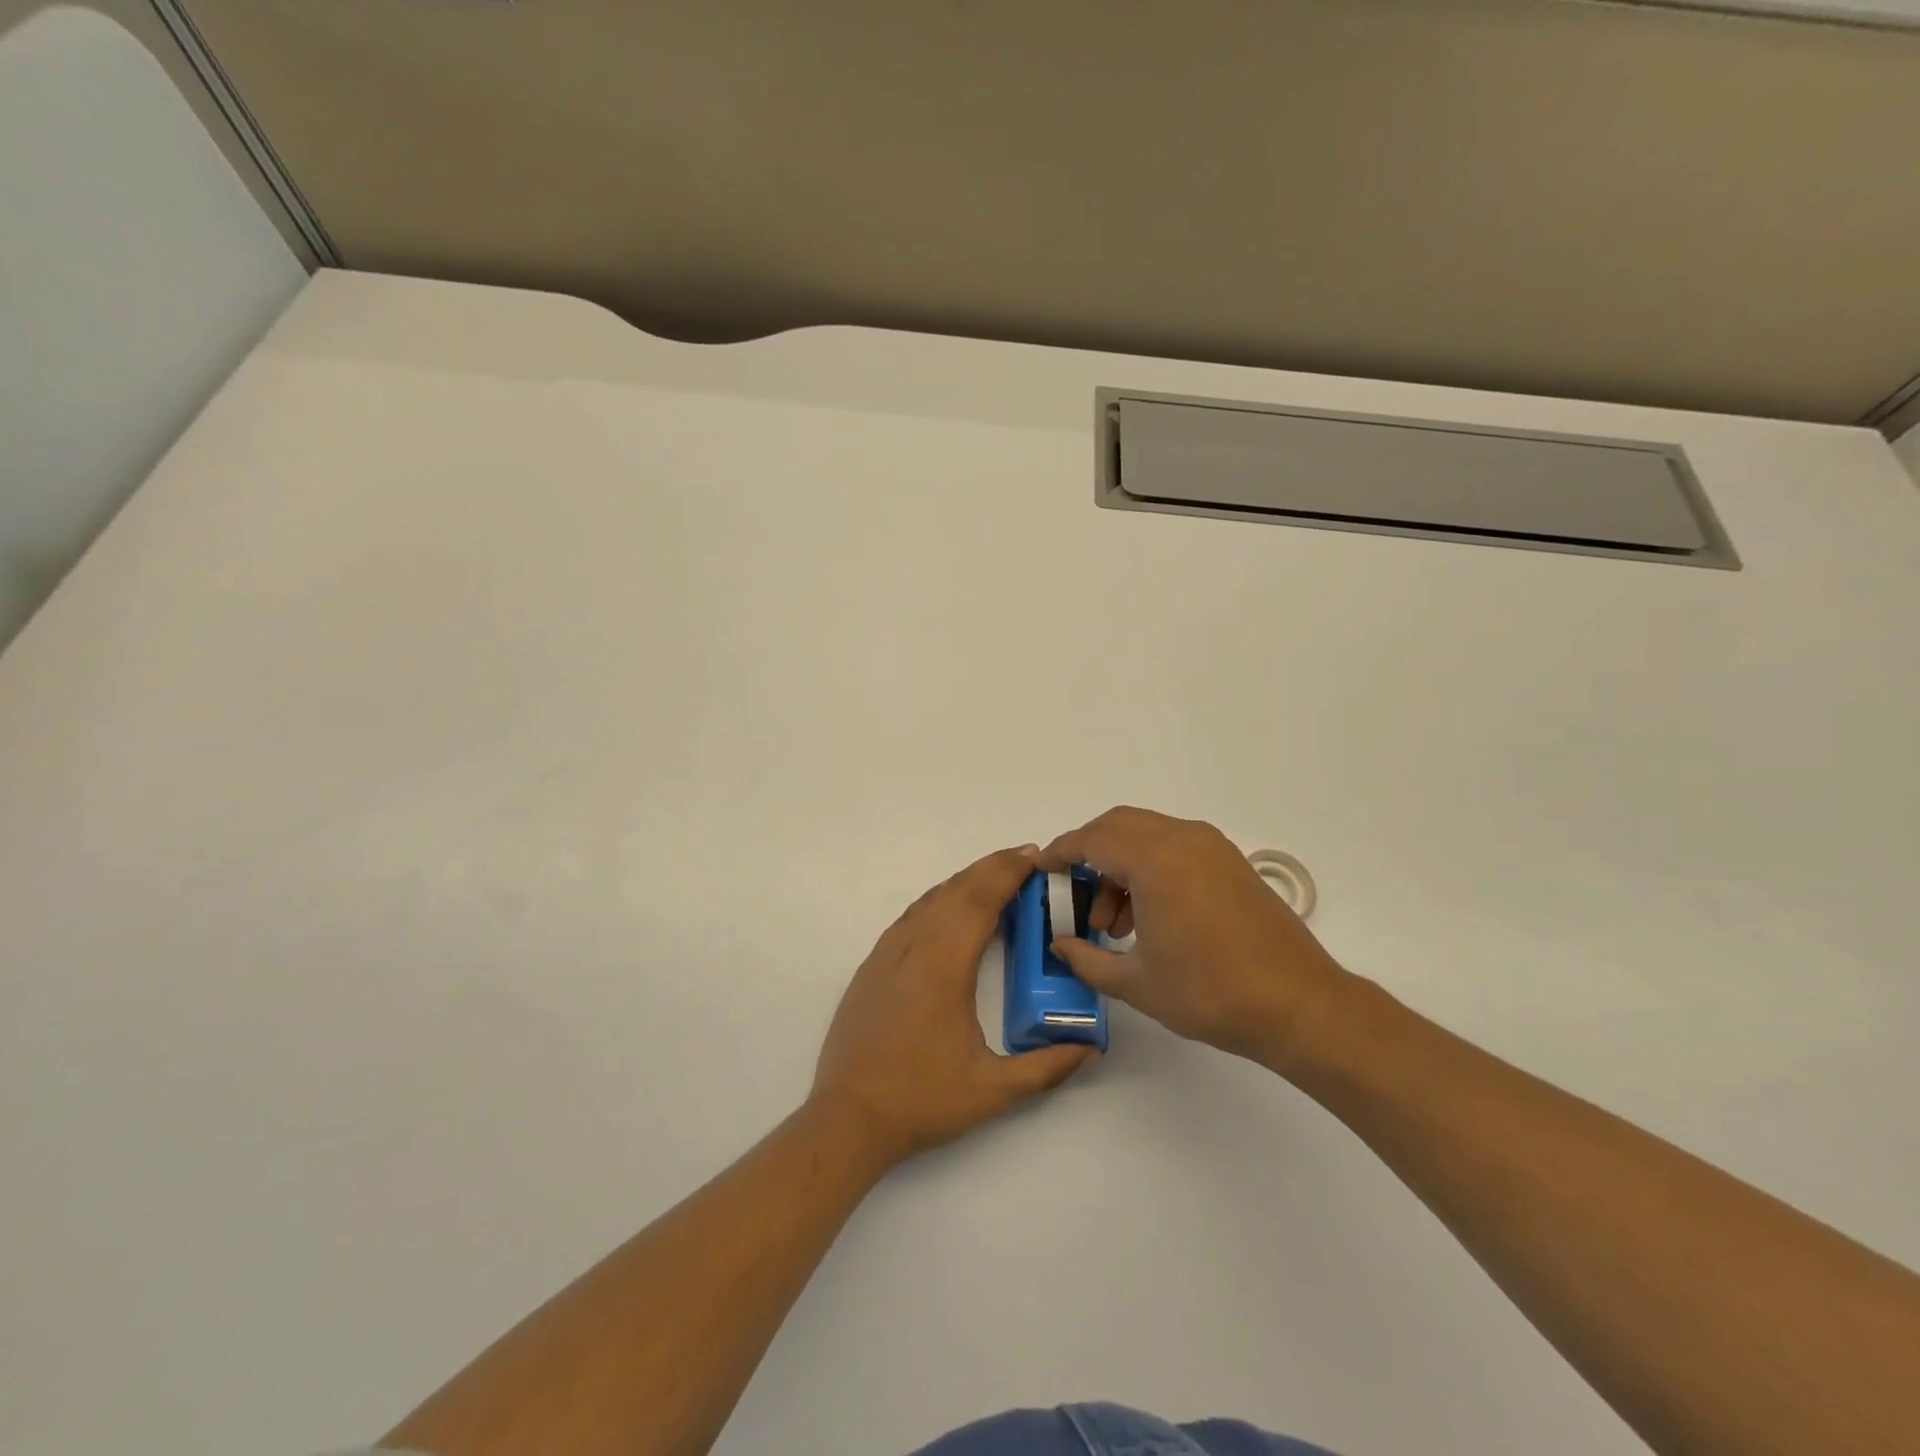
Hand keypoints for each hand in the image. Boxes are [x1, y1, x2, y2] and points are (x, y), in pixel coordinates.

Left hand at [812, 845, 1097, 1167]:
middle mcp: (914, 947)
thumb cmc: (922, 1100)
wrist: (848, 1118)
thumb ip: (1046, 1068)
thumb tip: (1090, 1048)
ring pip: (930, 899)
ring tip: (995, 878)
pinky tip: (951, 910)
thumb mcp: (993, 1091)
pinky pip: (911, 916)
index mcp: (944, 966)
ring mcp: (887, 953)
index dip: (1007, 873)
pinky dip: (938, 900)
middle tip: (1024, 858)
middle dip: (991, 868)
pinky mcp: (872, 965)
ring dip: (964, 882)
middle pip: (956, 891)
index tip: (1034, 857)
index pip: (980, 902)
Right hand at [1042, 807, 1350, 1070]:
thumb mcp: (1136, 983)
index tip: (1042, 869)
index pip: (1092, 840)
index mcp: (1155, 861)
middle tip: (1076, 896)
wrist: (1298, 1005)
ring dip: (1121, 865)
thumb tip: (1061, 946)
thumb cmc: (1210, 993)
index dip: (1061, 853)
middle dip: (1089, 854)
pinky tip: (1150, 916)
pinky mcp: (1230, 861)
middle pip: (1118, 826)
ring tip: (1116, 925)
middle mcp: (1182, 839)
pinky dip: (1150, 867)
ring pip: (1147, 835)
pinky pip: (1174, 846)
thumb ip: (1087, 960)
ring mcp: (1211, 847)